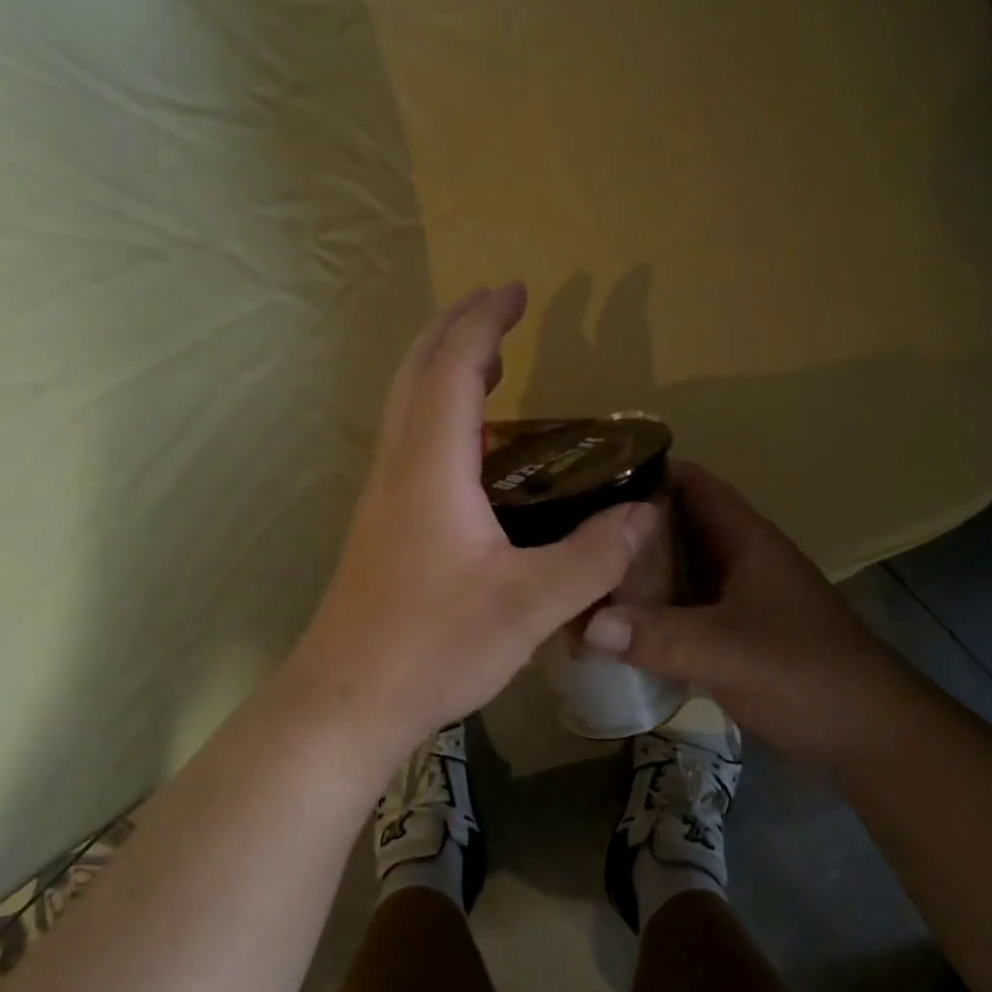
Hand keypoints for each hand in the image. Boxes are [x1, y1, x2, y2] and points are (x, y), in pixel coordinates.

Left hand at [293, 284, 655, 761]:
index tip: (517, 290)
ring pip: (406, 407)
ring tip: (491, 363)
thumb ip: (593, 556)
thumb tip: (643, 514)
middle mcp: (398, 467)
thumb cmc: (434, 645)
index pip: (454, 367)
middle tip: (500, 309)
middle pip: (416, 372)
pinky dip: (438, 415)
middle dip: (457, 329)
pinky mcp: (380, 527)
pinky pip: (408, 443)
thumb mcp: (530, 604)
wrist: (348, 700)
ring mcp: (381, 497)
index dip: (485, 321)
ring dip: (443, 370)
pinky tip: (470, 451)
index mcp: (431, 466)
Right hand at [583, 461, 901, 767]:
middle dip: (623, 527)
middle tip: (565, 531)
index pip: (692, 483)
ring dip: (630, 574)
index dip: (644, 471)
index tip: (587, 477)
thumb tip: (586, 625)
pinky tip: (606, 625)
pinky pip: (675, 612)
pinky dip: (643, 613)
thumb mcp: (730, 651)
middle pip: (673, 527)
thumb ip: (659, 636)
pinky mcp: (727, 636)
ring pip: (672, 572)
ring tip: (574, 573)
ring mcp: (732, 600)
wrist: (868, 738)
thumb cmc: (807, 675)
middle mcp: (735, 560)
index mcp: (745, 540)